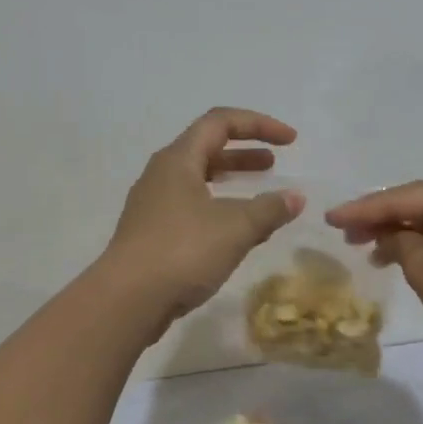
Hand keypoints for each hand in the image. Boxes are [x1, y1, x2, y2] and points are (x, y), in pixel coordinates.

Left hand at [103, 108, 305, 330]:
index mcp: (178, 160)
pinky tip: (239, 234)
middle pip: (207, 149)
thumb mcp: (235, 227)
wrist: (126, 301)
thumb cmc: (182, 251)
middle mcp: (162, 175)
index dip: (259, 124)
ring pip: (199, 181)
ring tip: (261, 197)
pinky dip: (220, 210)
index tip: (290, 140)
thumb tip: (295, 197)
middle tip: (274, 163)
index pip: (220, 122)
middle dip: (244, 153)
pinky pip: (192, 209)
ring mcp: (153, 206)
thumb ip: (269, 209)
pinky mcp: (152, 235)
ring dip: (232, 183)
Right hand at [326, 175, 422, 357]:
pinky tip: (409, 257)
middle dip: (383, 220)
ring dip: (405, 234)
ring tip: (372, 252)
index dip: (362, 210)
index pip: (401, 198)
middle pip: (421, 204)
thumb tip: (391, 238)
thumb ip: (398, 244)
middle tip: (348, 236)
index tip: (331, 218)